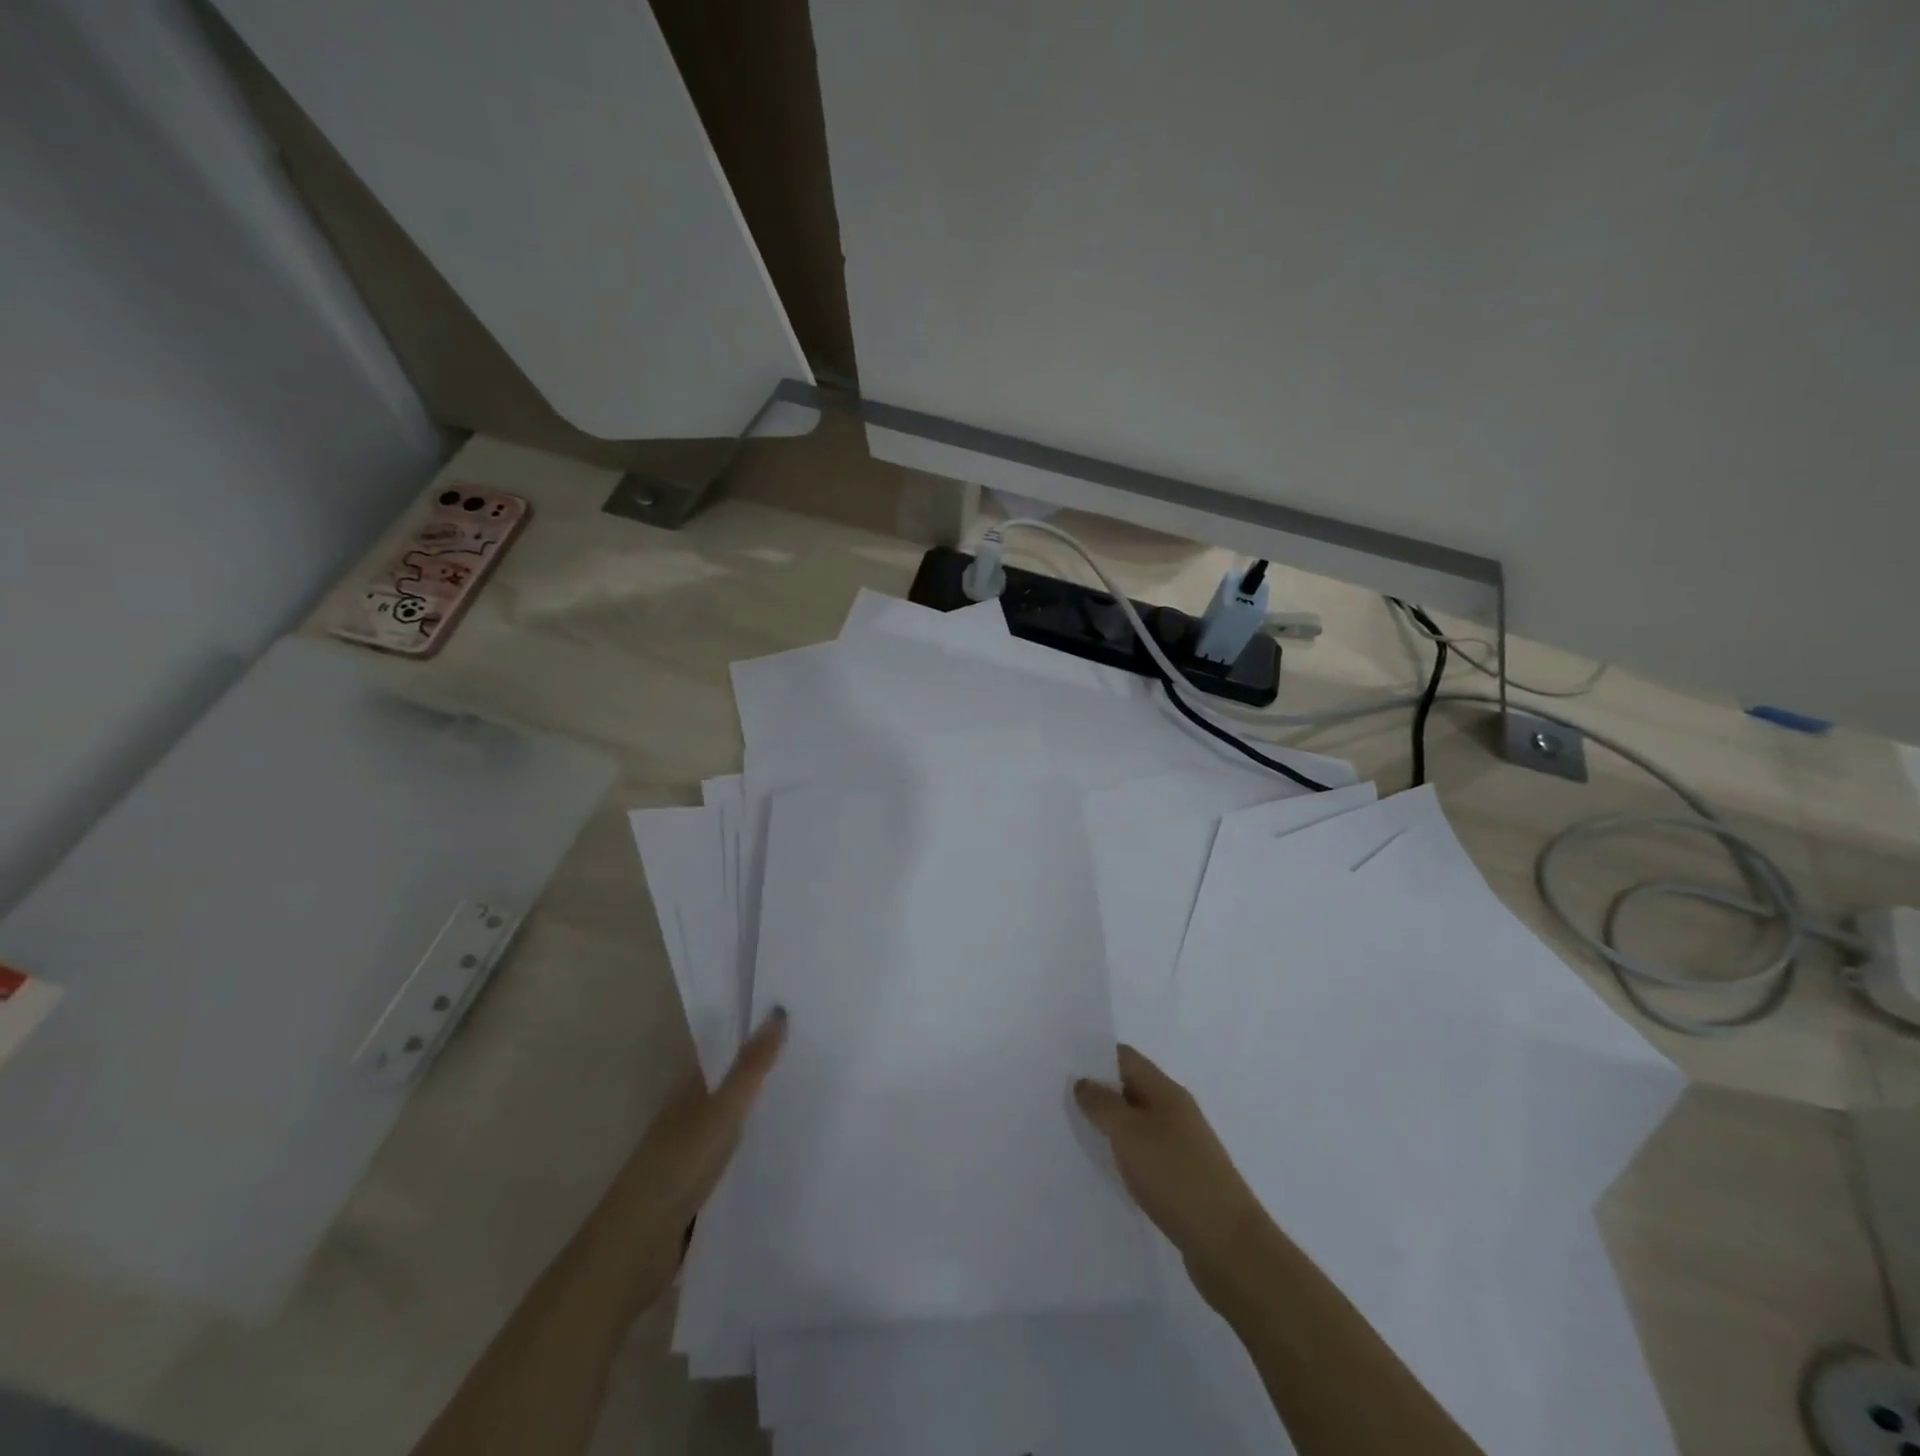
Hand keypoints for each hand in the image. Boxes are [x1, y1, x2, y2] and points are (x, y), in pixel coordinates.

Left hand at [620, 1006, 787, 1247]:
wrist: (634, 1249)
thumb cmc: (677, 1167)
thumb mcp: (721, 1112)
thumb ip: (750, 1067)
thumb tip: (778, 1010)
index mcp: (689, 1090)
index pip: (726, 1053)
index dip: (756, 1036)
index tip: (798, 1021)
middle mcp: (688, 1115)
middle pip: (731, 1086)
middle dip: (765, 1074)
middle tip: (816, 1059)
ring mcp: (691, 1154)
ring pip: (733, 1123)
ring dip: (762, 1114)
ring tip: (811, 1102)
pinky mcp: (697, 1190)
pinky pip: (734, 1158)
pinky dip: (755, 1151)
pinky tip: (782, 1155)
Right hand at [1074, 1044, 1265, 1286]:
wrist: (1229, 1247)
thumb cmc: (1176, 1177)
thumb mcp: (1130, 1133)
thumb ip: (1102, 1104)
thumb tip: (1084, 1082)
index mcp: (1167, 1092)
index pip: (1126, 1058)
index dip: (1095, 1056)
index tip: (1062, 1066)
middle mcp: (1176, 1112)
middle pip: (1131, 1089)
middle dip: (1098, 1092)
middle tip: (1059, 1101)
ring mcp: (1182, 1147)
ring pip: (1137, 1123)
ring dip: (1110, 1126)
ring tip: (1074, 1134)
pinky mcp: (1183, 1180)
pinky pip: (1145, 1154)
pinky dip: (1124, 1155)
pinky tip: (1106, 1170)